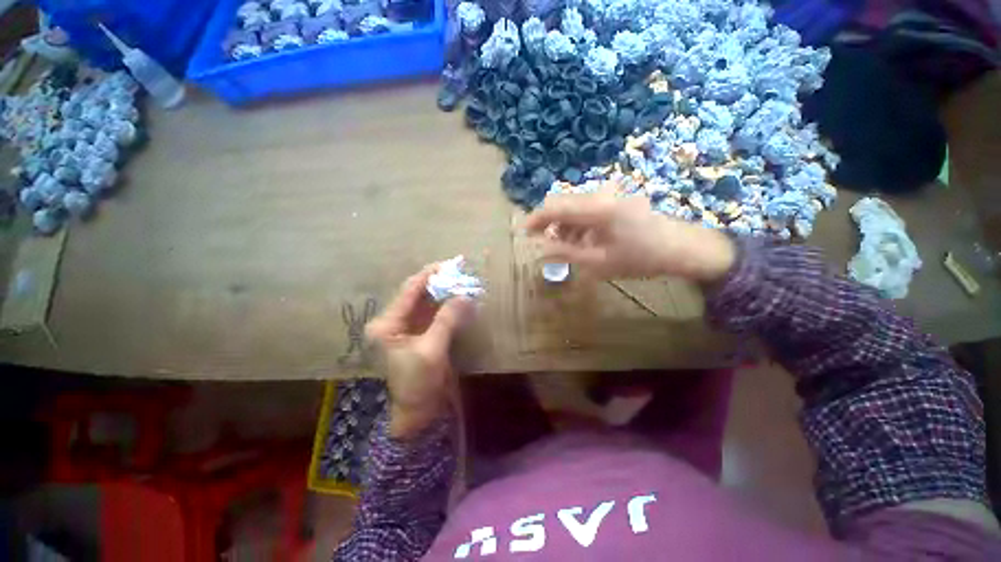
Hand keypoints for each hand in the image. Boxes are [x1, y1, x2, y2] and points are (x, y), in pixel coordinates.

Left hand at [366, 265, 475, 438]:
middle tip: (460, 271)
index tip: (450, 263)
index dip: (430, 275)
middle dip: (439, 282)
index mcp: (387, 324)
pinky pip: (434, 314)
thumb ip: (447, 320)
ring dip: (444, 292)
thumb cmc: (417, 384)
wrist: (417, 414)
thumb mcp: (431, 350)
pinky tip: (459, 298)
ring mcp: (407, 328)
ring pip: (427, 302)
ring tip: (462, 281)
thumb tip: (465, 295)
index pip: (409, 290)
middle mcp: (393, 321)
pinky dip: (447, 305)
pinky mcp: (420, 334)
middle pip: (417, 294)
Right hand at [525, 193, 735, 282]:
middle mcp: (601, 194)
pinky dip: (579, 223)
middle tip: (545, 245)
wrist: (680, 248)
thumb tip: (539, 249)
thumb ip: (565, 252)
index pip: (555, 207)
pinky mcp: (616, 198)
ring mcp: (610, 194)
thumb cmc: (639, 258)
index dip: (535, 219)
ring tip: (566, 249)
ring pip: (574, 206)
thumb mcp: (597, 261)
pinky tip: (583, 241)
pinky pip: (588, 207)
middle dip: (550, 224)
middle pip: (563, 203)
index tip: (523, 232)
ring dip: (565, 226)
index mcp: (597, 208)